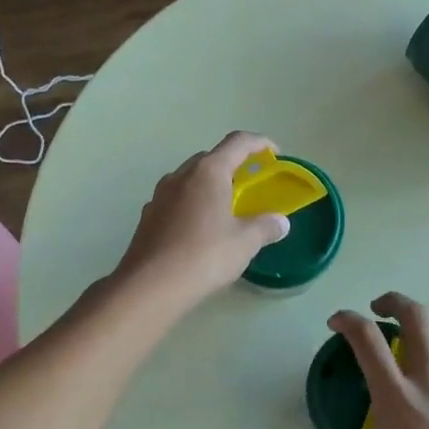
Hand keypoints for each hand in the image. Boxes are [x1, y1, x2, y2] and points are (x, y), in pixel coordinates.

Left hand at [114, 132, 290, 312]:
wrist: (150, 286)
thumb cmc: (204, 256)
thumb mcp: (245, 242)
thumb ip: (265, 227)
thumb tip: (280, 222)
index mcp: (208, 172)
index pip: (238, 143)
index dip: (260, 143)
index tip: (274, 153)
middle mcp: (181, 175)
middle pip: (211, 158)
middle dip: (233, 165)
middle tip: (250, 184)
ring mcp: (160, 195)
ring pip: (190, 179)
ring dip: (209, 185)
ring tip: (225, 207)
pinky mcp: (148, 216)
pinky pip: (176, 200)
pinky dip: (192, 204)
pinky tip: (199, 229)